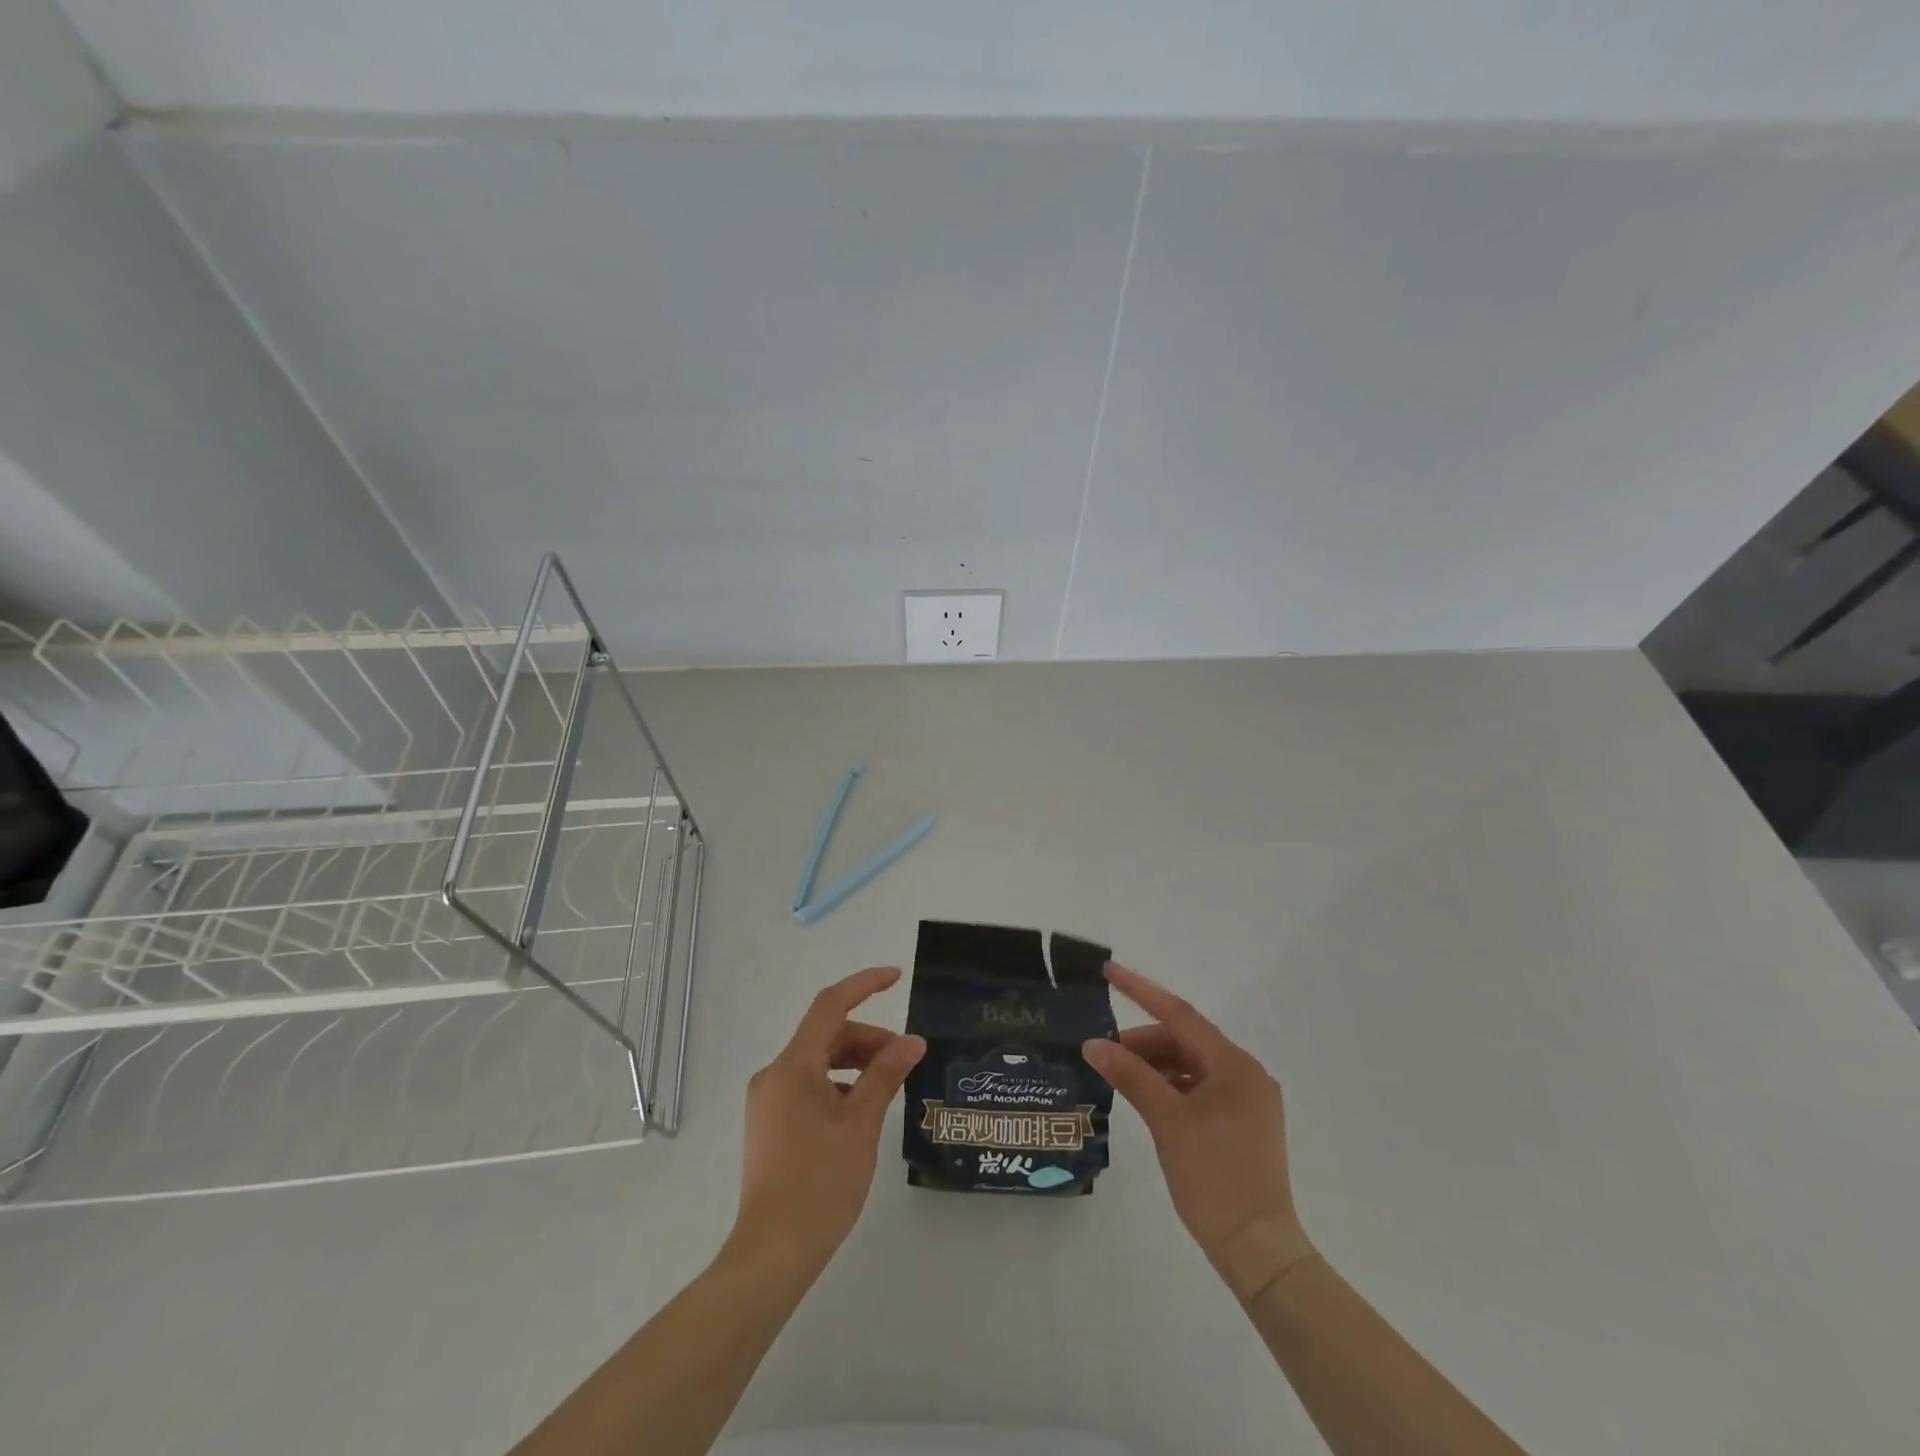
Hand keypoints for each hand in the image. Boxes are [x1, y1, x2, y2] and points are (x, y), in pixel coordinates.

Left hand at [729, 966, 925, 1276]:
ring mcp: (768, 1100)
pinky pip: (809, 1086)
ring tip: (889, 1085)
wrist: (772, 1252)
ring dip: (855, 1063)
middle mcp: (774, 1074)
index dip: (864, 985)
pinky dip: (839, 1085)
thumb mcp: (861, 1124)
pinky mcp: (770, 1123)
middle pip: (826, 1036)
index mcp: (793, 1066)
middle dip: (868, 1039)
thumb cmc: (820, 1182)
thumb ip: (886, 1074)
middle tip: (905, 1058)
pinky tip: (862, 1110)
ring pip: (819, 1062)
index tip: (896, 977)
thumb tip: (912, 1042)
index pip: (830, 1006)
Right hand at [1084, 963, 1316, 1301]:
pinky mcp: (1243, 1125)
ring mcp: (1248, 1101)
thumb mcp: (1167, 1121)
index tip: (1109, 971)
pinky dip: (1172, 1087)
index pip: (1180, 1014)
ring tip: (1120, 1075)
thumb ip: (1130, 1075)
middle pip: (1186, 1041)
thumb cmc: (1214, 1177)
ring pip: (1192, 1066)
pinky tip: (1147, 1097)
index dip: (1141, 990)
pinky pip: (1201, 1089)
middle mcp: (1246, 1074)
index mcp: (1235, 1065)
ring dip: (1156, 1065)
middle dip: (1144, 1041)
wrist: (1258, 1250)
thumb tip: (1093, 1044)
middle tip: (1105, 1051)